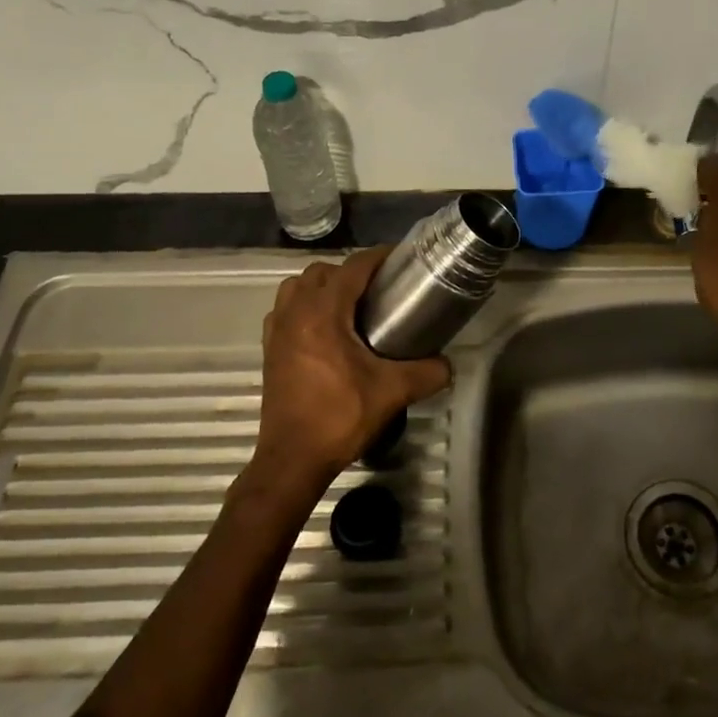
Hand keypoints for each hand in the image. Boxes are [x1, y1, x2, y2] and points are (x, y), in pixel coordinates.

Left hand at [254, 247, 451, 493]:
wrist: (293, 459)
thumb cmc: (340, 417)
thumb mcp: (392, 392)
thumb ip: (428, 372)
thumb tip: (448, 364)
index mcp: (323, 313)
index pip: (353, 268)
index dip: (379, 258)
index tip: (401, 259)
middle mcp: (295, 312)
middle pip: (323, 271)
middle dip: (351, 272)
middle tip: (379, 289)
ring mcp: (277, 329)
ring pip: (297, 286)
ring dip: (322, 286)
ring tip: (349, 305)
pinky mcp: (269, 348)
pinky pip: (284, 309)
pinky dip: (303, 306)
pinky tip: (324, 328)